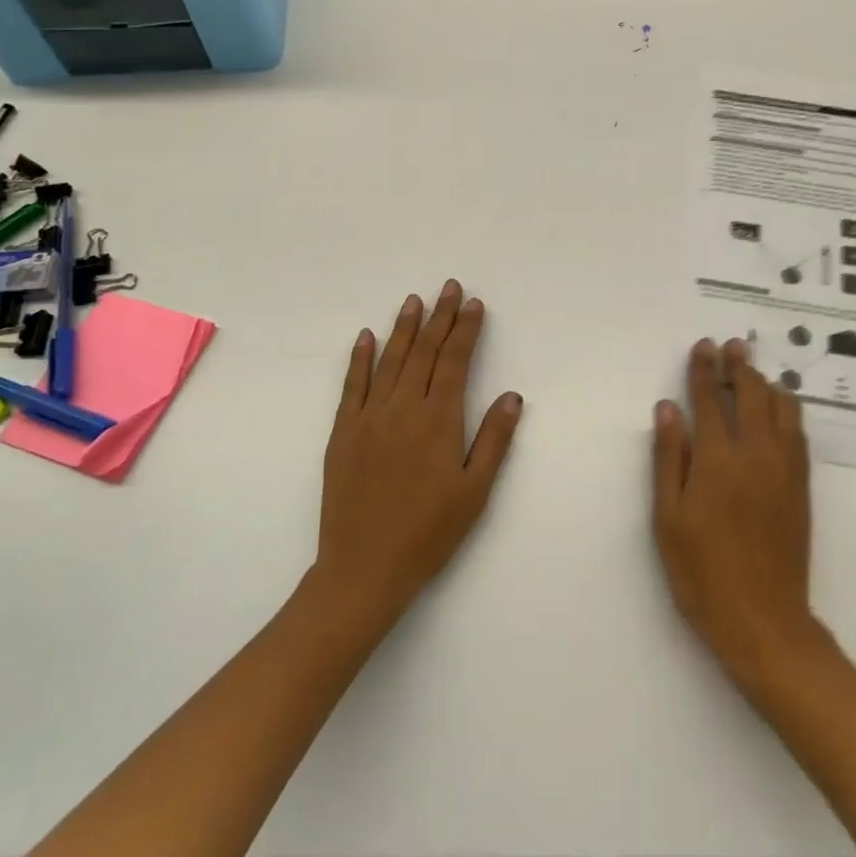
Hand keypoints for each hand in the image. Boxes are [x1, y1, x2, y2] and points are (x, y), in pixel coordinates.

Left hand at [315, 280, 522, 635]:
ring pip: (389, 361)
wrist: (364, 568)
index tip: (474, 304)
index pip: (454, 362)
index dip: (466, 331)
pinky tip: (366, 337)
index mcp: (438, 422)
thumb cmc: (429, 534)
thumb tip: (512, 396)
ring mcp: (368, 419)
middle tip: (449, 287)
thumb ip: (494, 440)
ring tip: (414, 300)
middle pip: (423, 353)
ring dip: (403, 328)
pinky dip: (360, 358)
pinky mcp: (343, 433)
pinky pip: (352, 386)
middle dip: (439, 317)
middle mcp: (402, 409)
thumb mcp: (475, 492)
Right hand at [653, 338, 820, 689]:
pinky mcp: (801, 486)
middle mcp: (756, 454)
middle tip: (732, 345)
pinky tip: (780, 408)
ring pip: (781, 409)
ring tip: (755, 371)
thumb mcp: (668, 518)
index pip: (709, 401)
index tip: (702, 346)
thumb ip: (669, 458)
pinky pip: (798, 433)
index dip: (703, 371)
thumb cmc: (702, 572)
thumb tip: (668, 409)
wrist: (763, 620)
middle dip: (738, 366)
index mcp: (718, 460)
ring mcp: (785, 469)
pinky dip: (788, 410)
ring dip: (766, 383)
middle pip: (750, 395)